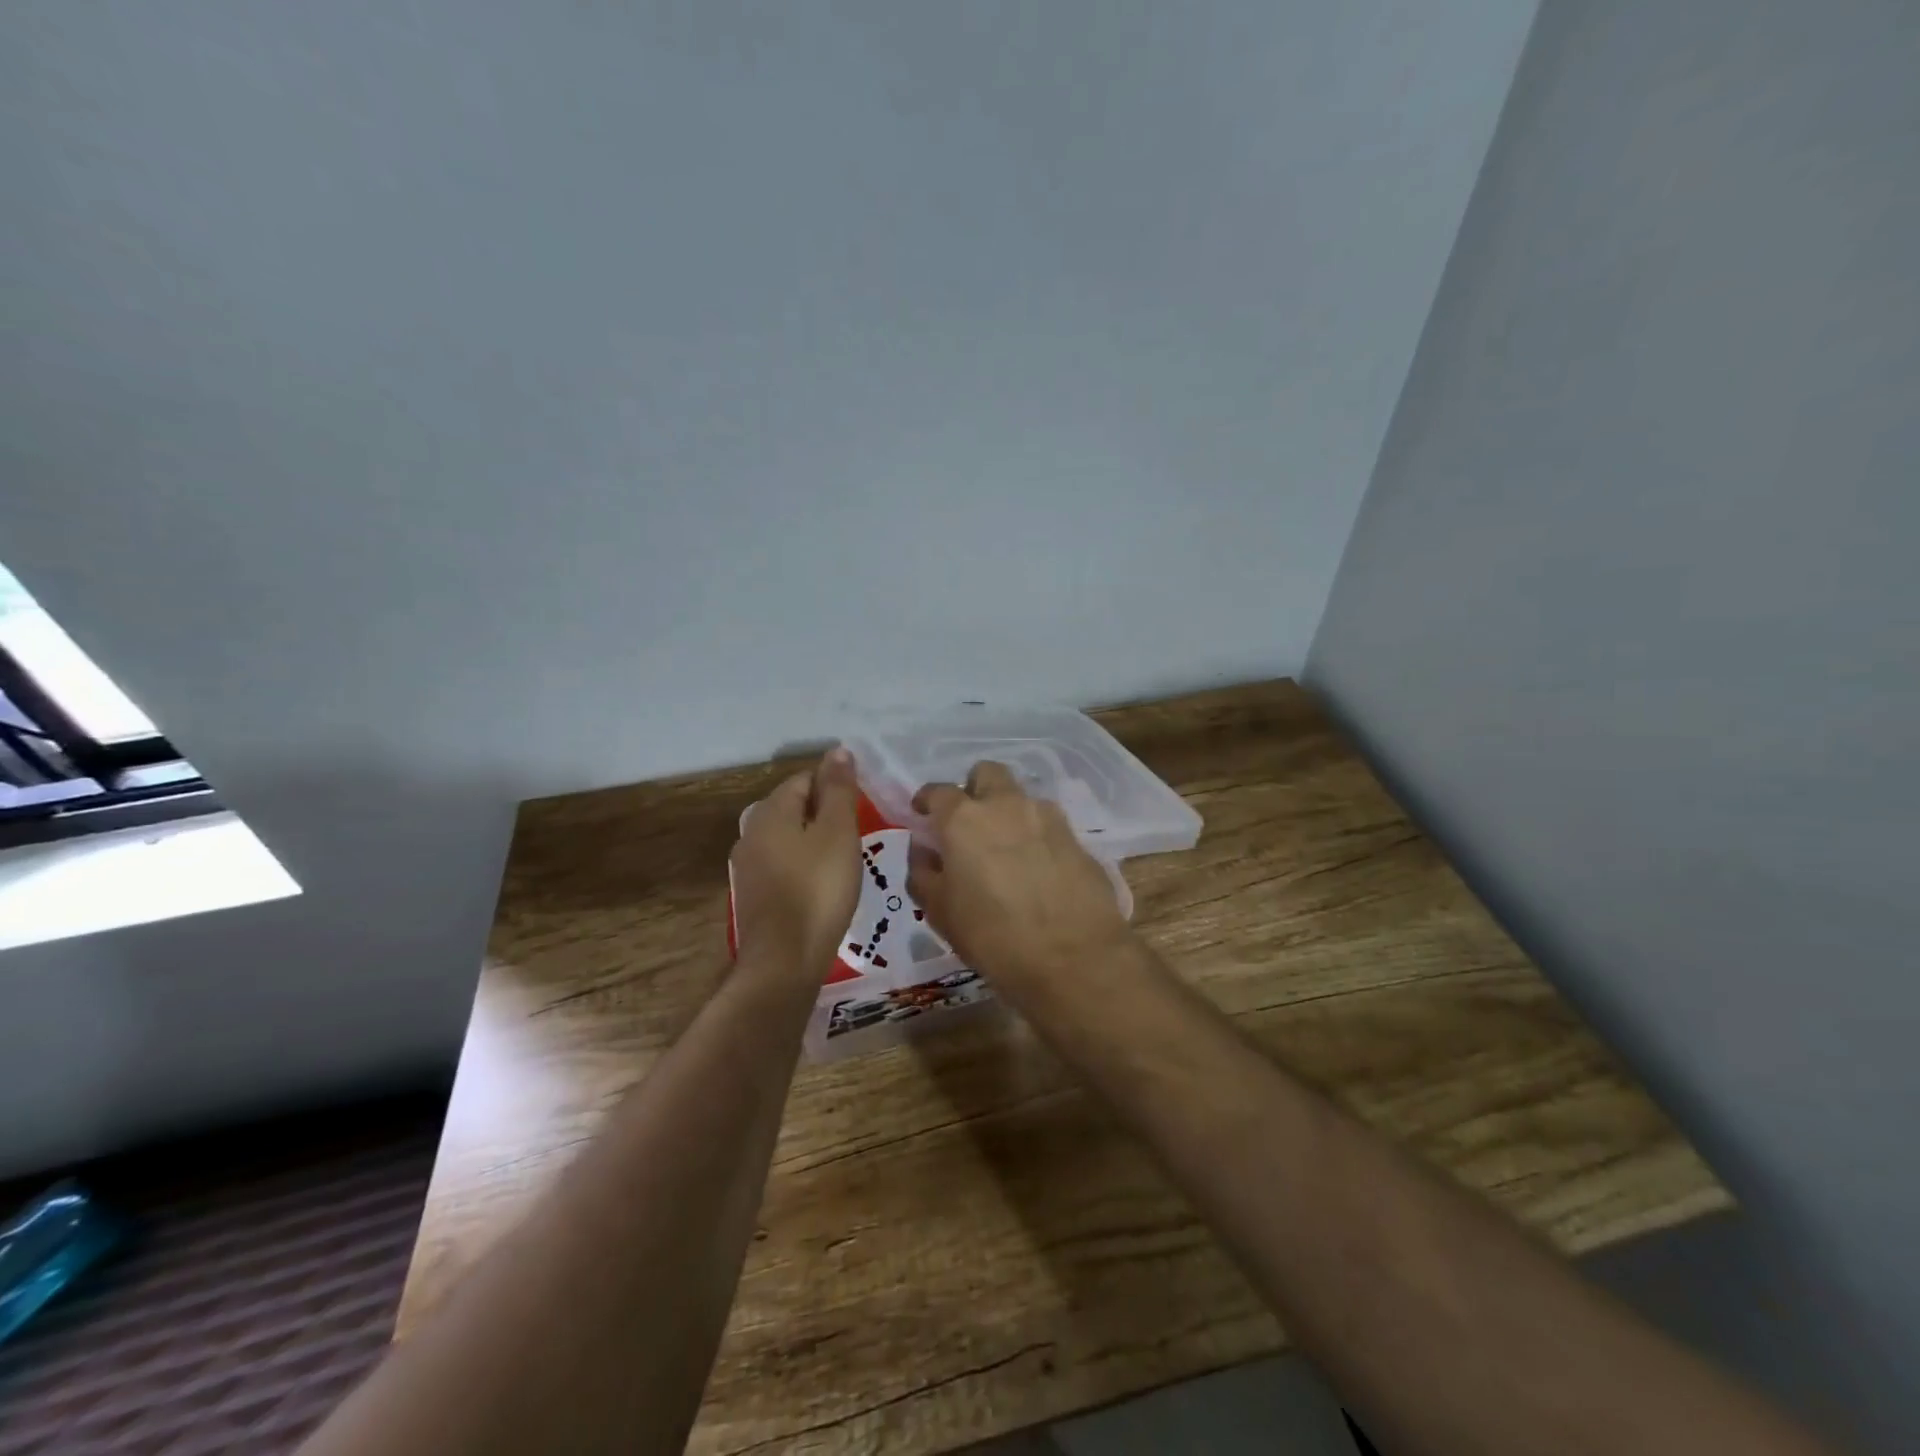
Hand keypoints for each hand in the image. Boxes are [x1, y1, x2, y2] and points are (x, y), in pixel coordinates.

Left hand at [731, 748, 861, 979]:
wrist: (784, 961)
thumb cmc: (818, 889)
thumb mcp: (838, 833)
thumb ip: (839, 790)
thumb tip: (838, 750)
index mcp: (770, 811)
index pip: (805, 778)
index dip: (835, 785)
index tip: (862, 805)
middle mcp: (752, 832)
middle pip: (794, 807)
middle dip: (825, 813)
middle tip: (859, 832)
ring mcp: (749, 866)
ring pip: (789, 838)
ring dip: (815, 841)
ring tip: (847, 858)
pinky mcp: (755, 895)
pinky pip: (784, 865)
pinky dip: (805, 866)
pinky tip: (824, 884)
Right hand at [906, 761, 1133, 993]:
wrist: (1073, 958)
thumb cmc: (992, 936)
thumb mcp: (940, 912)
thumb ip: (924, 873)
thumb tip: (924, 851)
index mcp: (964, 819)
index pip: (938, 791)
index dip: (927, 801)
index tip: (923, 815)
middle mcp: (1006, 805)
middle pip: (987, 773)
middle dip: (975, 789)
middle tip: (969, 822)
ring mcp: (1048, 818)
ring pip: (1022, 797)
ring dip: (1009, 813)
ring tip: (1006, 850)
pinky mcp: (1077, 838)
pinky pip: (1049, 825)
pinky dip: (1037, 837)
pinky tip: (1037, 870)